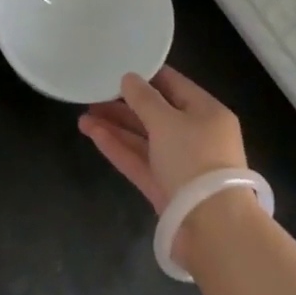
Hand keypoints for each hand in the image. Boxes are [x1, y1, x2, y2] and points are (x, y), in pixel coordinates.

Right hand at [78, 66, 247, 214]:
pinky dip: (118, 147)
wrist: (212, 227)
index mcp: (207, 112)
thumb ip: (144, 99)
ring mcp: (179, 163)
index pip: (174, 85)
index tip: (118, 67)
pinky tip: (93, 134)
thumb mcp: (168, 121)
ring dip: (115, 126)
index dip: (146, 76)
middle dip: (124, 104)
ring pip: (144, 138)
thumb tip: (129, 78)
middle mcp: (196, 135)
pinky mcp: (165, 188)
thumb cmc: (194, 160)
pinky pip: (140, 160)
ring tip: (83, 116)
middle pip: (156, 113)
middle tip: (93, 95)